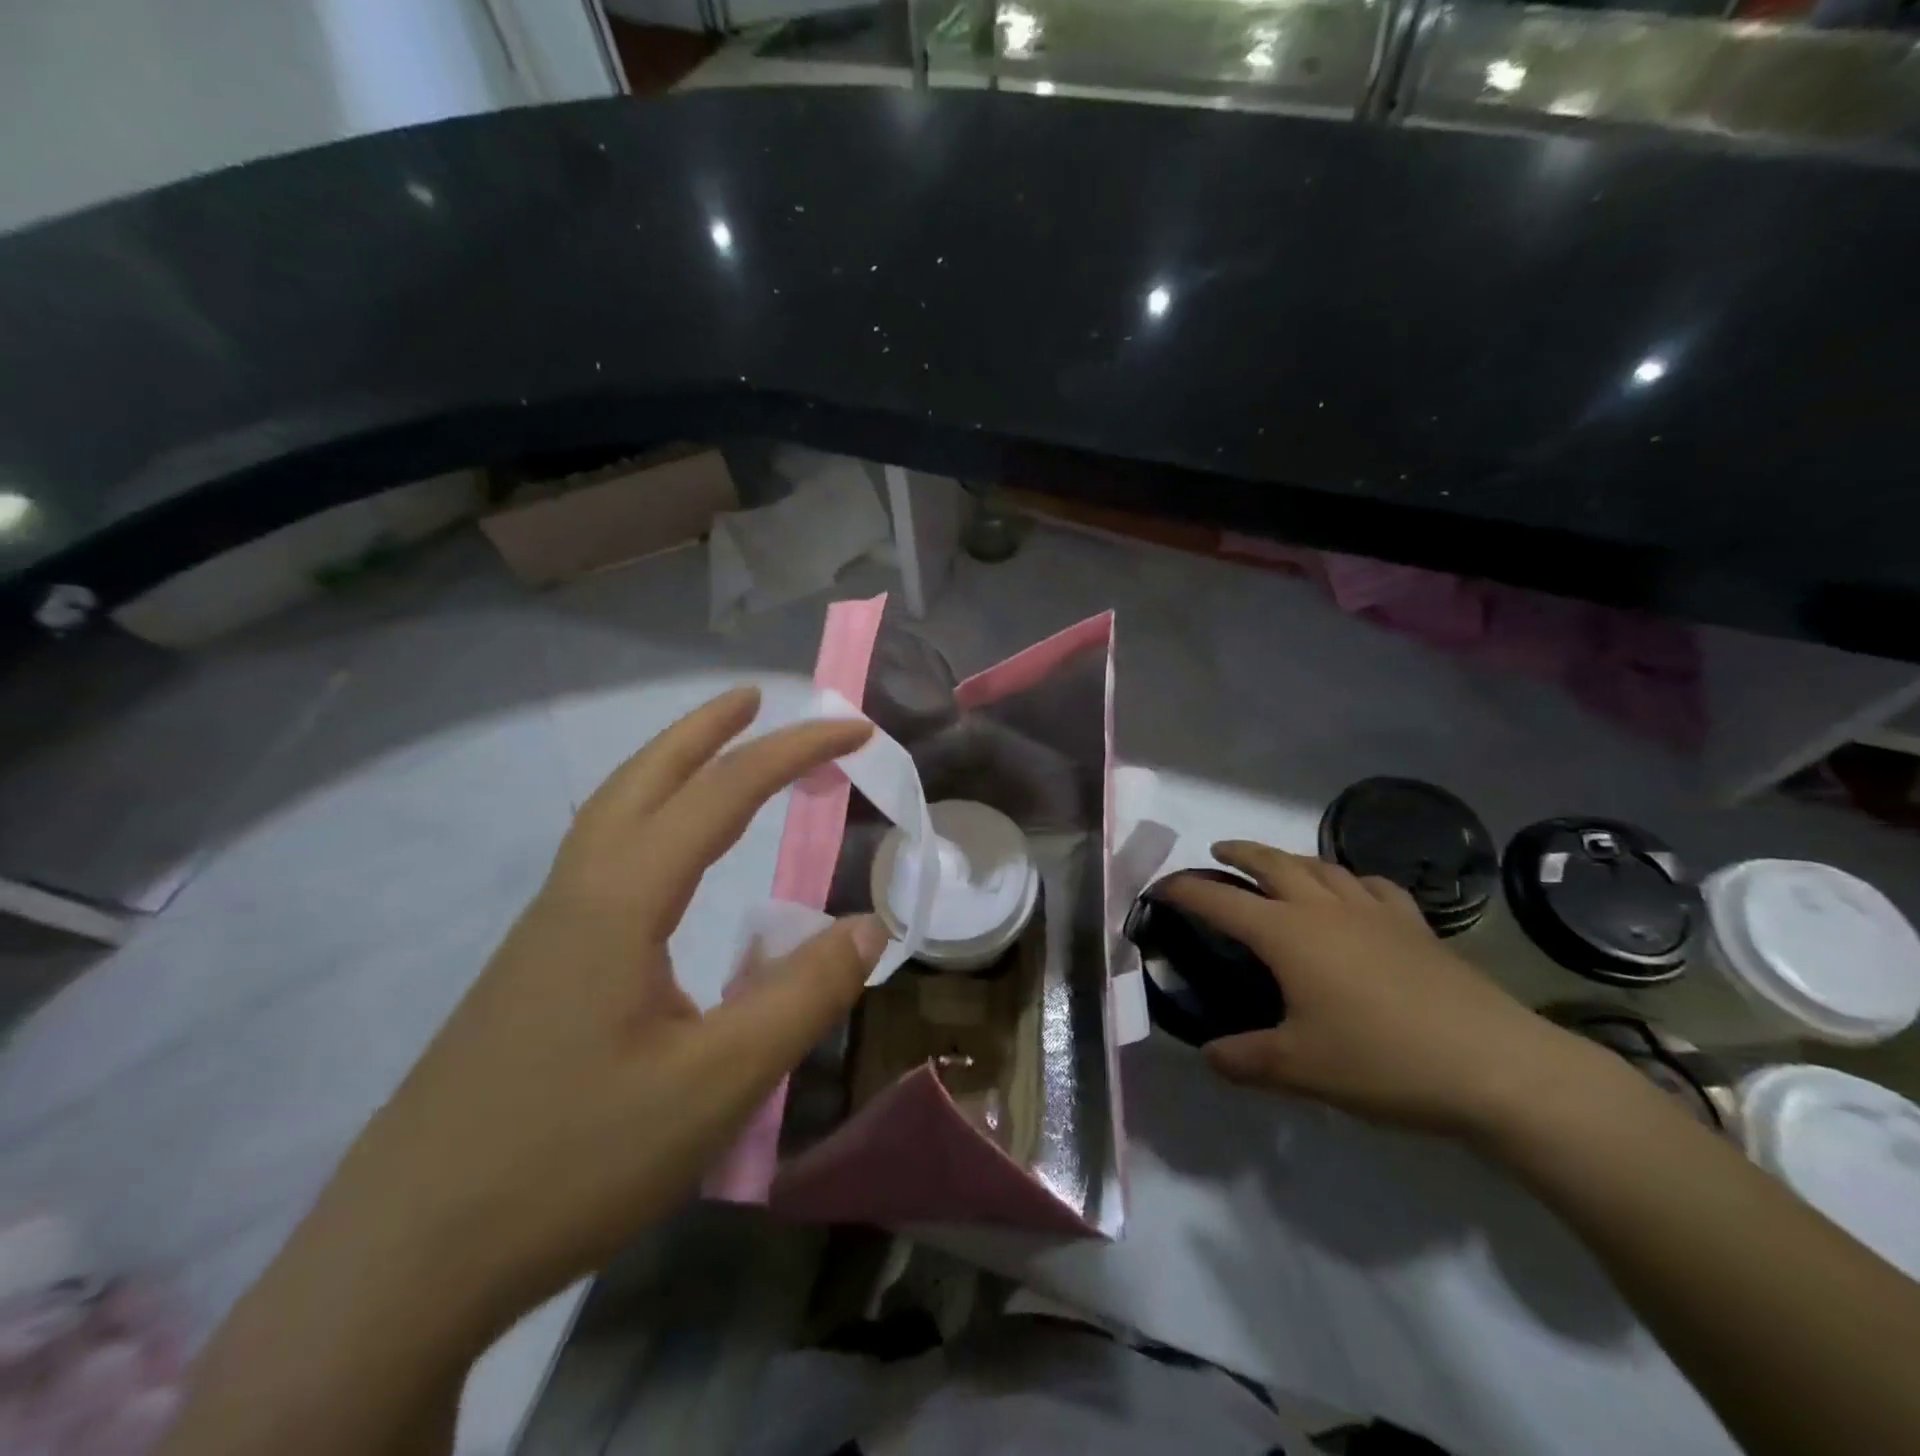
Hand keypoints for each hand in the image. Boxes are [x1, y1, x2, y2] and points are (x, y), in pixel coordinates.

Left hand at [304, 686, 884, 1341]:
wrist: (404, 1261)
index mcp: (621, 899)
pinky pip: (600, 860)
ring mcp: (544, 931)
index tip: (855, 730)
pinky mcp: (531, 970)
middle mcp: (578, 894)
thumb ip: (803, 996)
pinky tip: (663, 864)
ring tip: (717, 757)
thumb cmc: (573, 1159)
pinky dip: (645, 821)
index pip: (723, 794)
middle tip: (758, 698)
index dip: (796, 752)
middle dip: (706, 728)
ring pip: (612, 814)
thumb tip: (872, 926)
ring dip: (669, 768)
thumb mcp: (718, 1083)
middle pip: (644, 777)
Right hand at [1165, 842, 1624, 1140]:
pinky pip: (1372, 885)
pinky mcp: (1416, 925)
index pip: (1219, 899)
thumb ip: (1244, 1060)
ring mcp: (1375, 911)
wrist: (1498, 1067)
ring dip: (1289, 858)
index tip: (1160, 888)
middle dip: (1238, 852)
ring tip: (1278, 866)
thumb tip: (1207, 1056)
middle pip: (1271, 861)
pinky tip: (1353, 894)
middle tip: (1218, 854)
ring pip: (1321, 865)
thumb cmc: (1385, 1061)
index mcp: (1287, 934)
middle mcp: (1325, 908)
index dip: (1184, 889)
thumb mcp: (1301, 1069)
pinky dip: (1349, 880)